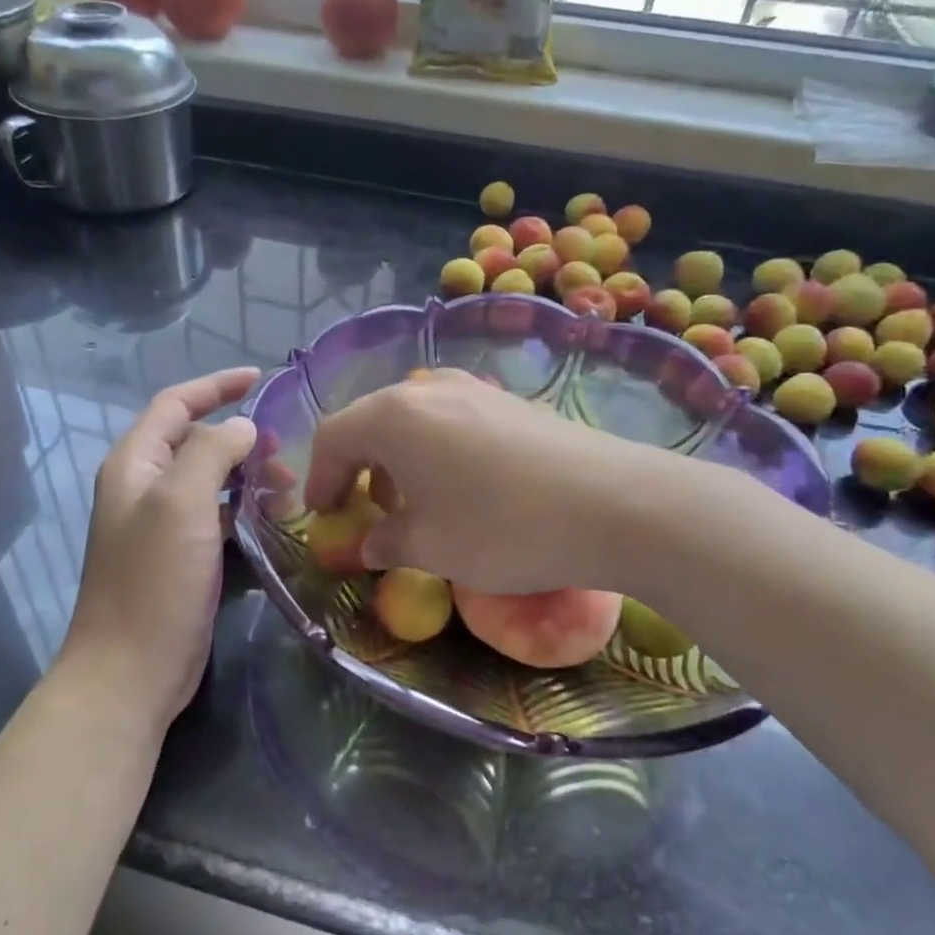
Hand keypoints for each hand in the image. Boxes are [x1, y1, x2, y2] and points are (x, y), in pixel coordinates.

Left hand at [59, 368, 259, 728]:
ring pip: (210, 479)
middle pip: (195, 440)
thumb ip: (212, 452)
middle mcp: (144, 487)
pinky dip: (243, 508)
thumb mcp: (182, 503)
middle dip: (240, 437)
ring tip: (287, 490)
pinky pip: (215, 515)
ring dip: (247, 475)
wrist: (130, 670)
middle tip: (283, 451)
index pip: (175, 404)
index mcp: (135, 464)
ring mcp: (161, 524)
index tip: (259, 378)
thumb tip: (241, 428)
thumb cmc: (154, 580)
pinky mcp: (179, 556)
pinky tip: (271, 520)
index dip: (215, 385)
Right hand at [304, 370, 650, 594]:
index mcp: (393, 415)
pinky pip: (452, 420)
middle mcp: (429, 387)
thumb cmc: (501, 528)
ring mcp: (475, 388)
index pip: (333, 437)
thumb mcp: (429, 547)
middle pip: (372, 422)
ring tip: (413, 504)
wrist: (615, 504)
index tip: (323, 516)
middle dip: (359, 468)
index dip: (319, 479)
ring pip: (414, 419)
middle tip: (363, 511)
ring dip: (399, 460)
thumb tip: (370, 544)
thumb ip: (384, 542)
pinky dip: (436, 451)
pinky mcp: (512, 401)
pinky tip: (462, 488)